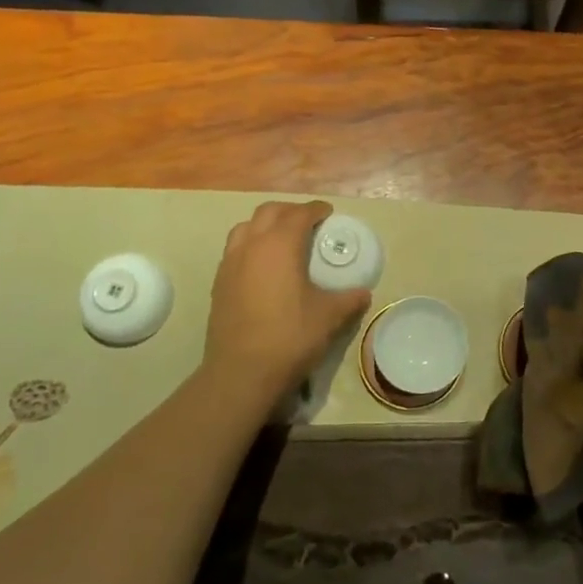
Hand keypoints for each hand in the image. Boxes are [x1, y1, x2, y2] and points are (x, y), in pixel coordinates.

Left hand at [200, 201, 370, 407]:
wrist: (241, 373)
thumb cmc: (290, 337)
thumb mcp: (329, 317)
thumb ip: (349, 300)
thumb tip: (364, 293)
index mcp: (281, 245)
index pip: (299, 213)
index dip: (316, 209)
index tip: (328, 213)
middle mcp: (252, 245)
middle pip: (269, 211)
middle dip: (290, 211)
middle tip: (307, 222)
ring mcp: (230, 263)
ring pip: (245, 227)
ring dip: (265, 225)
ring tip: (281, 240)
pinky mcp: (218, 283)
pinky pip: (234, 250)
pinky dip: (250, 246)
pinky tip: (263, 268)